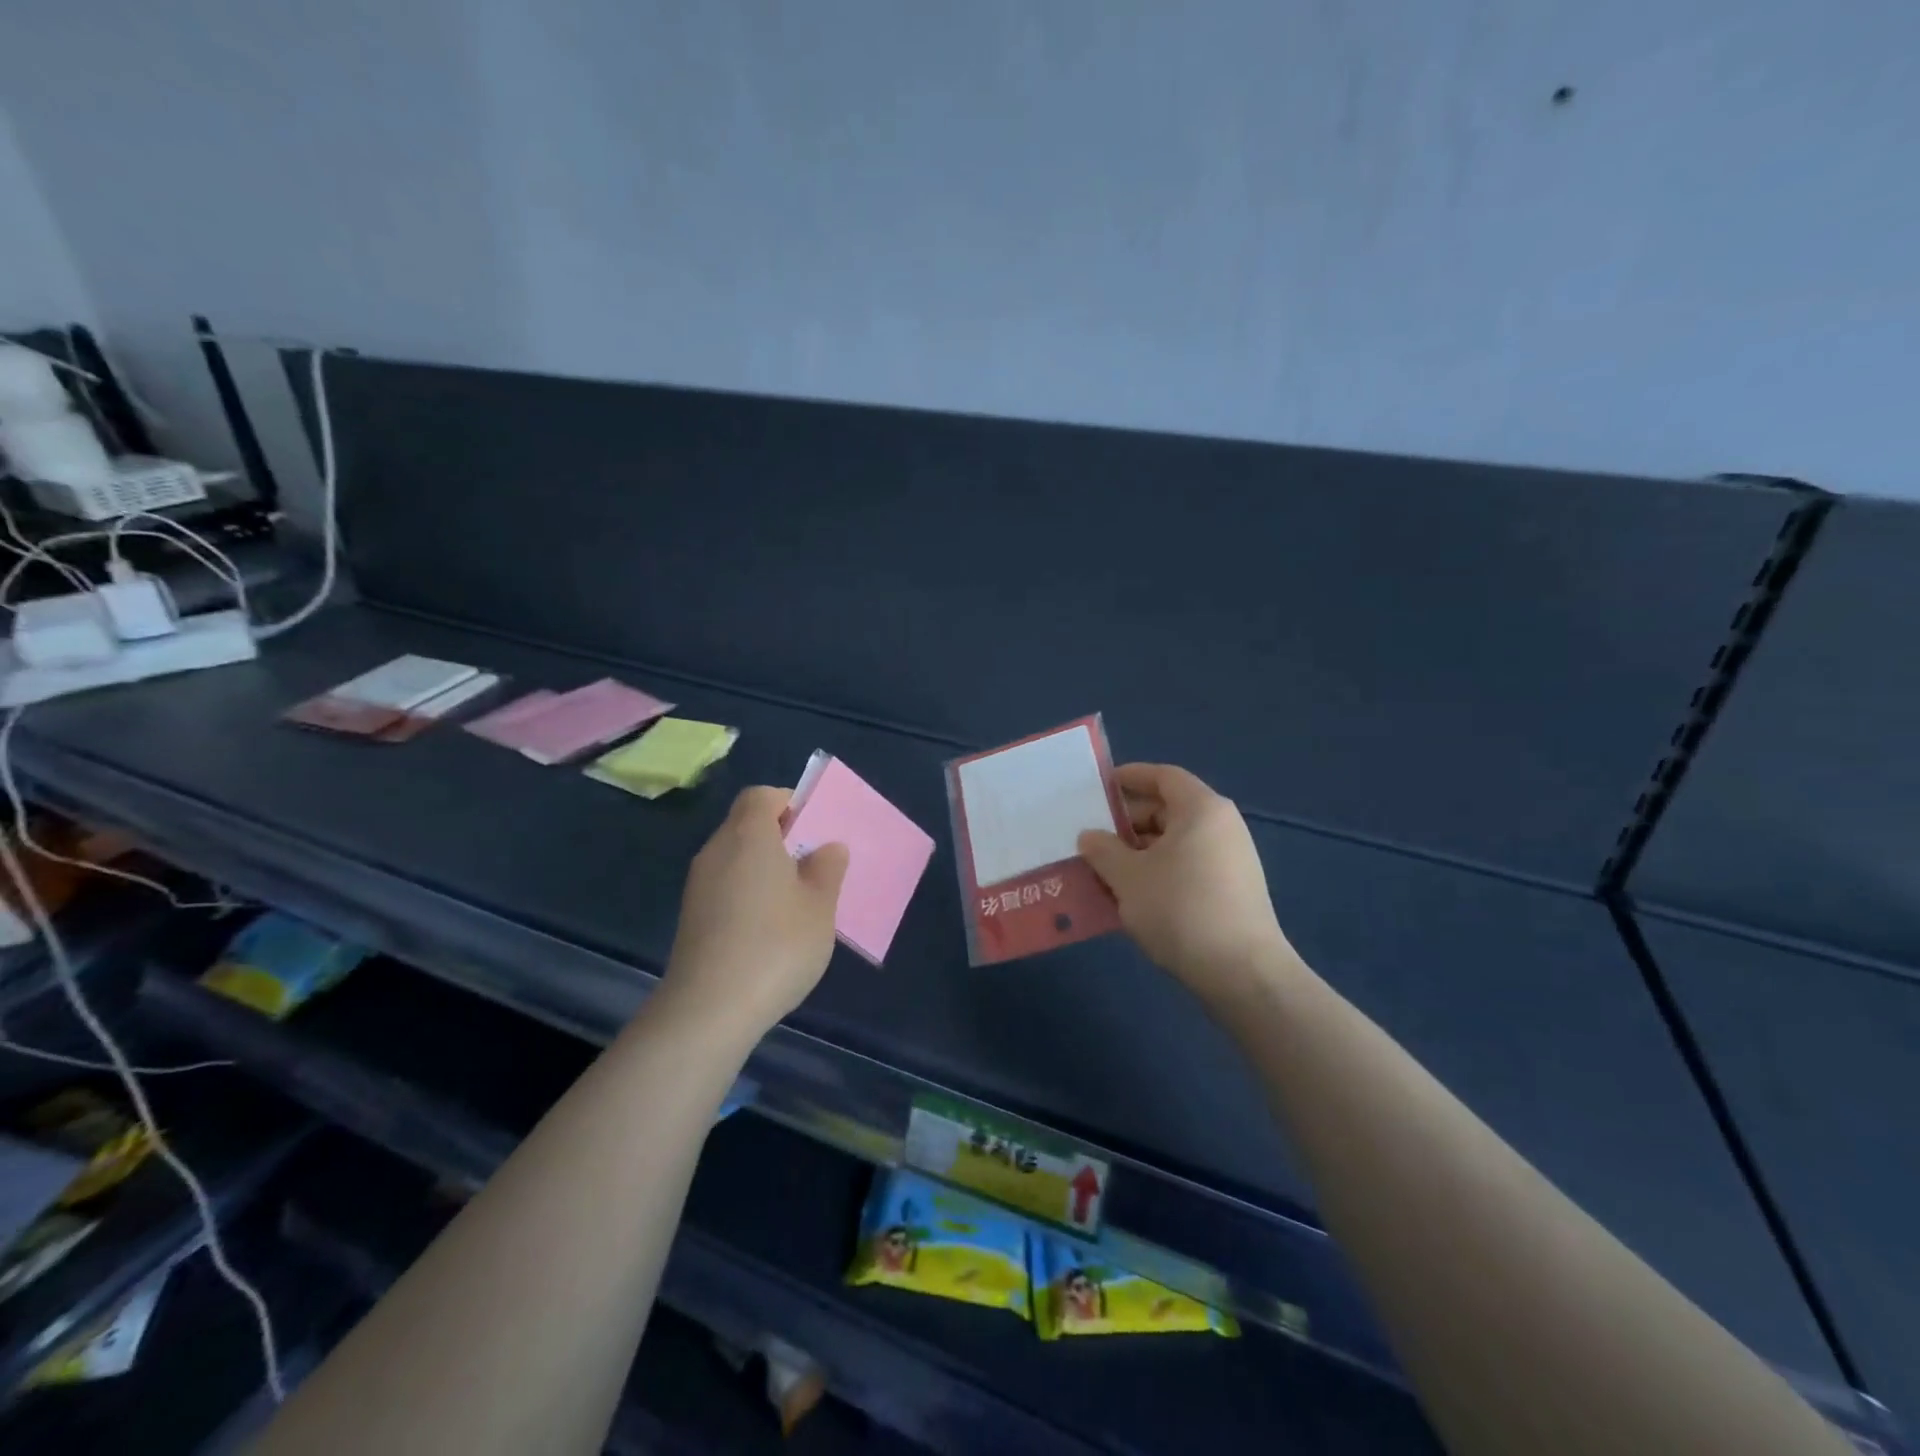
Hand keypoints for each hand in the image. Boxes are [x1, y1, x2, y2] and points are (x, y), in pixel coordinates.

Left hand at [661, 786, 848, 1037]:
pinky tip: (769, 928)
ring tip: (796, 899)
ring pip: (735, 857)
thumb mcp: (820, 906)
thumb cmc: (776, 945)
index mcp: (748, 835)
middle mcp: (716, 851)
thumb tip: (827, 847)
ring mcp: (698, 886)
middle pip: (745, 824)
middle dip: (780, 836)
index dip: (788, 802)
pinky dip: (747, 893)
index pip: (761, 796)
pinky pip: (725, 886)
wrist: (710, 1009)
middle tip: (813, 864)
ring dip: (764, 867)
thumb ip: (827, 869)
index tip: (813, 828)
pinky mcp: (691, 917)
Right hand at [1078, 763, 1298, 1005]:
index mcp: (1201, 809)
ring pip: (1175, 842)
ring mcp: (1231, 860)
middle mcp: (1221, 826)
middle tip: (1091, 837)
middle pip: (1168, 809)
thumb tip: (1090, 837)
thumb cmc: (1180, 909)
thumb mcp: (1128, 877)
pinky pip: (1186, 866)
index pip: (1163, 776)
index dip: (1130, 777)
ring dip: (1138, 851)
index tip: (1099, 788)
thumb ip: (1103, 849)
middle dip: (1128, 821)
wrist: (1242, 974)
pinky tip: (1131, 895)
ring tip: (1104, 869)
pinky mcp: (1231, 891)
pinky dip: (1157, 872)